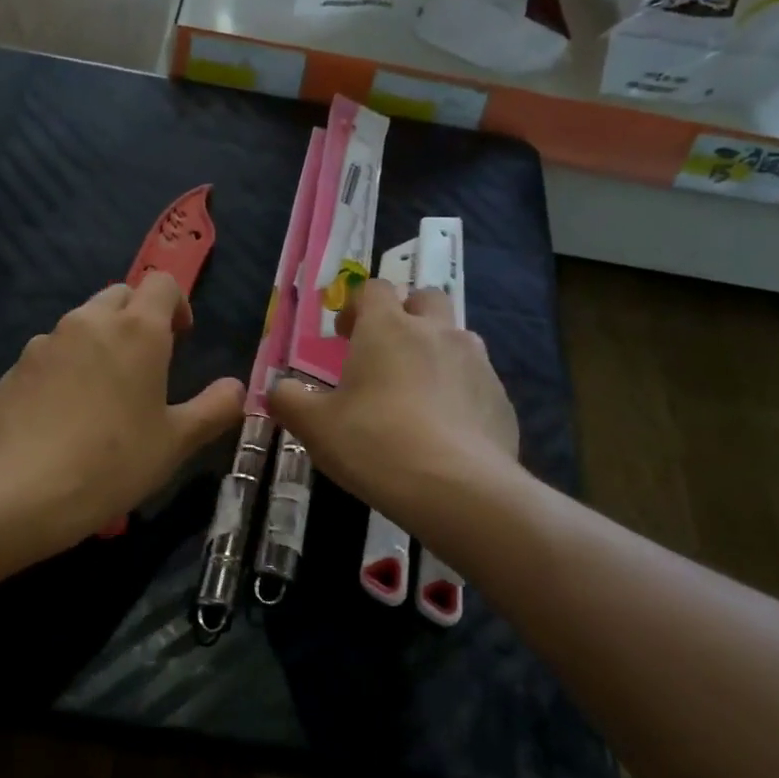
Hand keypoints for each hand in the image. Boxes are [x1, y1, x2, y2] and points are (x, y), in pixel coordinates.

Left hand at [0, 272, 244, 550]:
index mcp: (137, 330)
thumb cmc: (115, 462)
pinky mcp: (14, 368)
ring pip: (80, 324)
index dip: (177, 303)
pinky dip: (64, 368)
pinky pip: (49, 354)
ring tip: (102, 393)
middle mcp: (88, 322)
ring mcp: (45, 342)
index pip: (162, 283)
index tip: (180, 338)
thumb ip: (215, 408)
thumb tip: (237, 388)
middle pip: (119, 296)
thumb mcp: (177, 442)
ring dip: (98, 342)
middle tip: (145, 365)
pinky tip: (64, 414)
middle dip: (137, 318)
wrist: (26, 491)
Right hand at [268, 279, 519, 530]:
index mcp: (388, 329)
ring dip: (435, 352)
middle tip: (386, 353)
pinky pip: (477, 382)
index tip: (345, 335)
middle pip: (426, 299)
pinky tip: (445, 431)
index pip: (374, 289)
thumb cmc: (373, 444)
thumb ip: (288, 400)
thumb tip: (278, 389)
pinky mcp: (500, 398)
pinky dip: (459, 393)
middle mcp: (437, 333)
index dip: (357, 306)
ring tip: (417, 394)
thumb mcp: (314, 426)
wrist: (455, 488)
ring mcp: (477, 364)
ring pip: (457, 339)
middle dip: (406, 315)